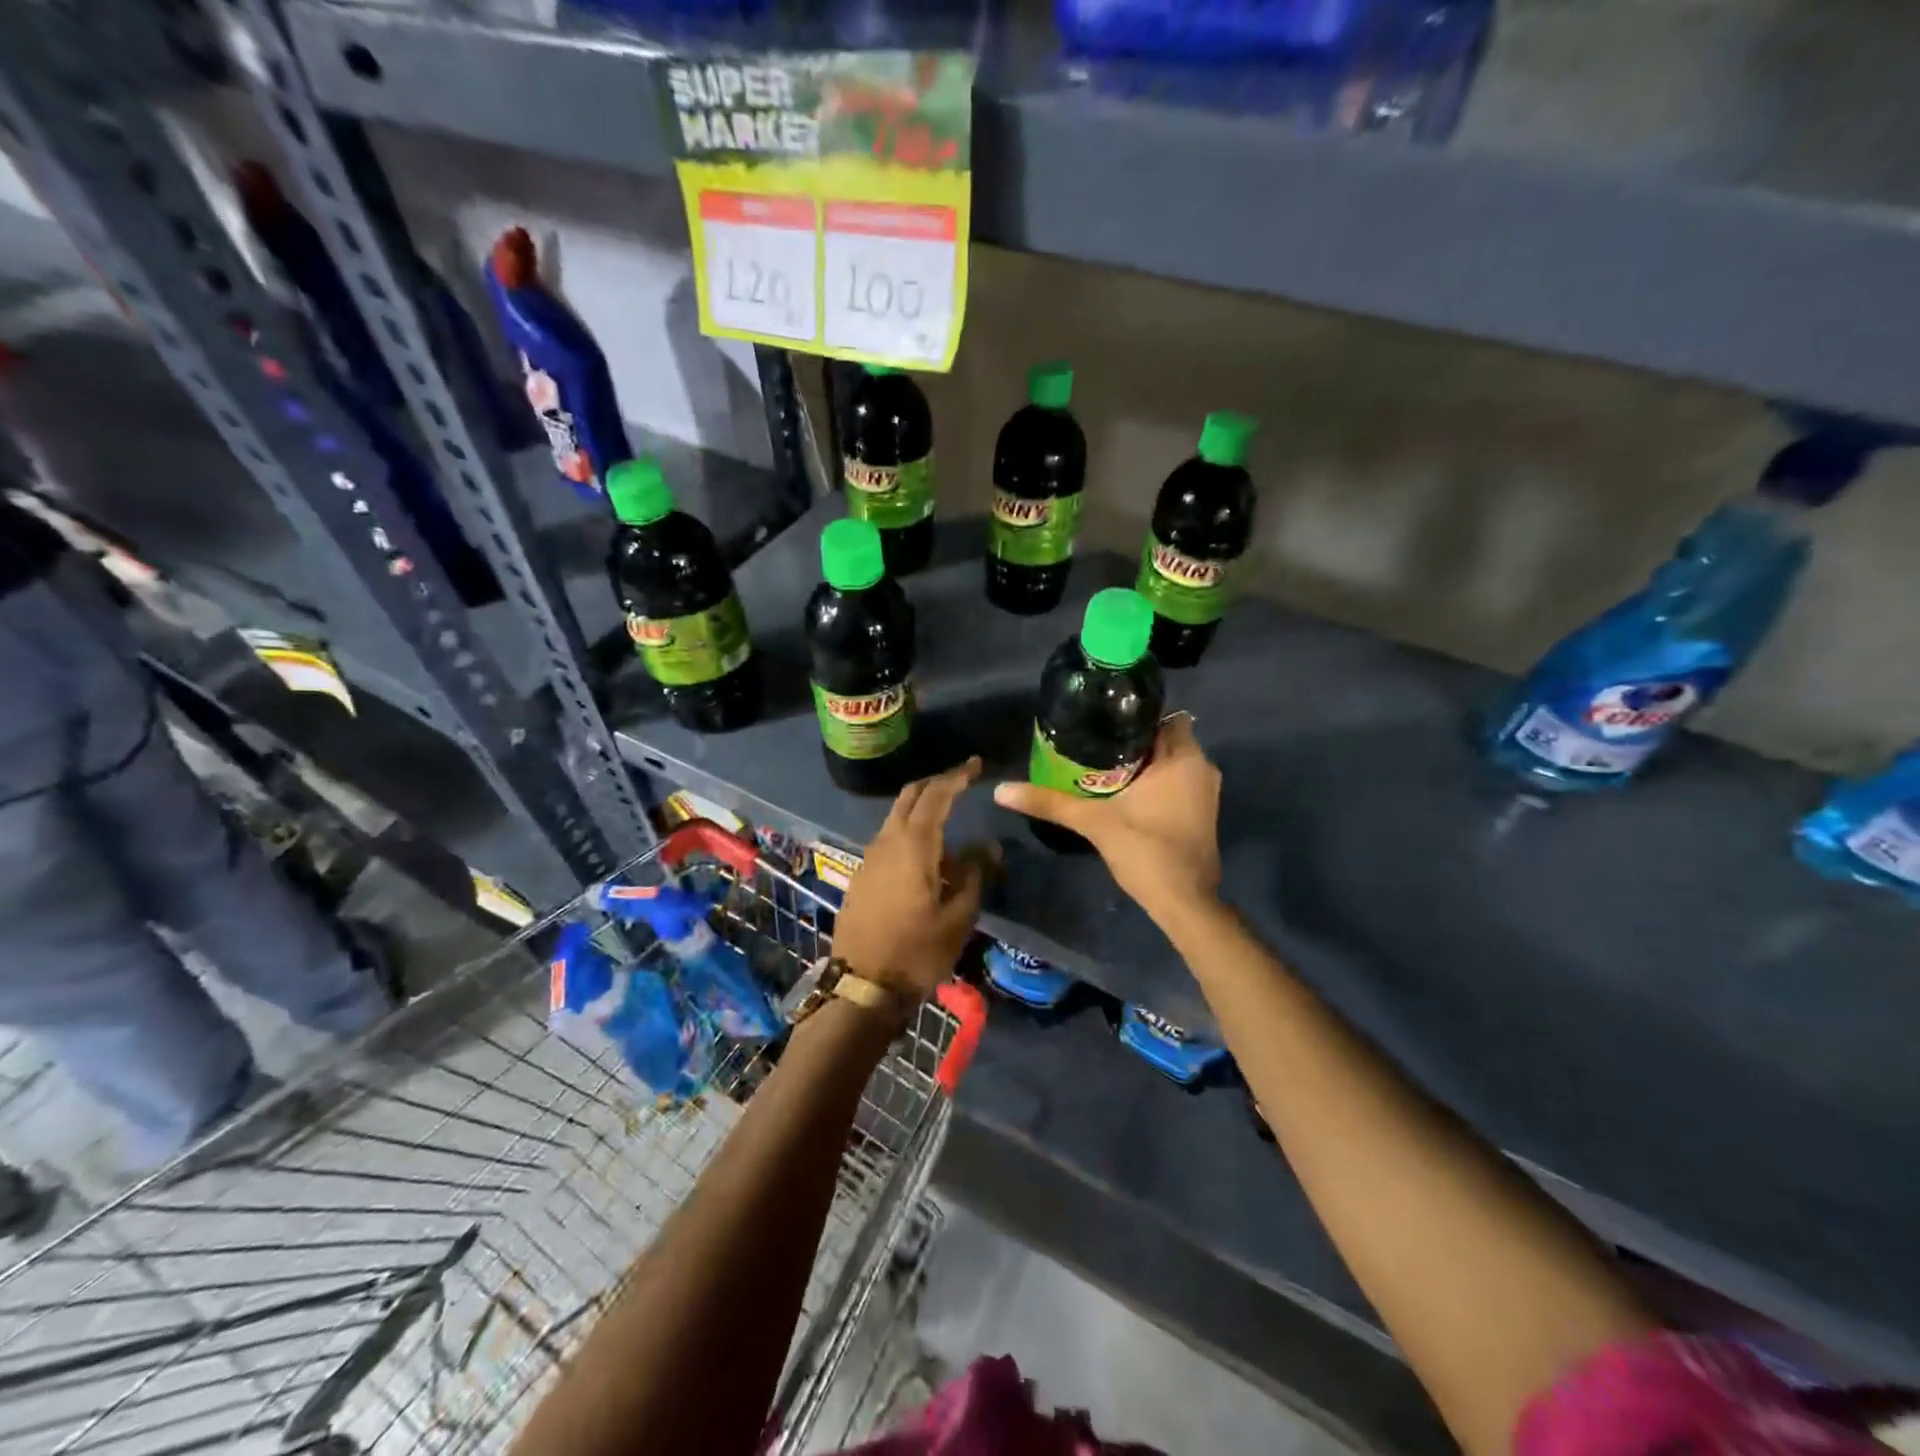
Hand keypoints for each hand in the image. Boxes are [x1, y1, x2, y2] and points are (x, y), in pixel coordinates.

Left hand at [833, 757, 992, 1000]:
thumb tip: (988, 846)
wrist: (863, 986)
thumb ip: (975, 874)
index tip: (976, 765)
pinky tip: (929, 857)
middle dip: (937, 783)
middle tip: (962, 782)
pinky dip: (910, 832)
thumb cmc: (917, 951)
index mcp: (913, 845)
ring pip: (897, 817)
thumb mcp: (959, 916)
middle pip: (910, 796)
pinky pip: (890, 839)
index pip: (936, 795)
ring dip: (922, 810)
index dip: (957, 776)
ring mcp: (870, 857)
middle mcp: (887, 841)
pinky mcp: (863, 874)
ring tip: (951, 826)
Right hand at [994, 714, 1221, 926]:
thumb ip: (1050, 802)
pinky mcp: (1201, 813)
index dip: (1134, 717)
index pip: (1164, 717)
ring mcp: (1205, 793)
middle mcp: (1202, 768)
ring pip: (1170, 764)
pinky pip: (1176, 783)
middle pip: (1164, 740)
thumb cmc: (1146, 851)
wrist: (1184, 903)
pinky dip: (1154, 783)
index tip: (1102, 723)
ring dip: (1143, 764)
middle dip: (1132, 742)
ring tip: (1102, 767)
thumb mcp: (1093, 822)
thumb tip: (1001, 790)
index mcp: (1184, 759)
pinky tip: (1122, 793)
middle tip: (1093, 745)